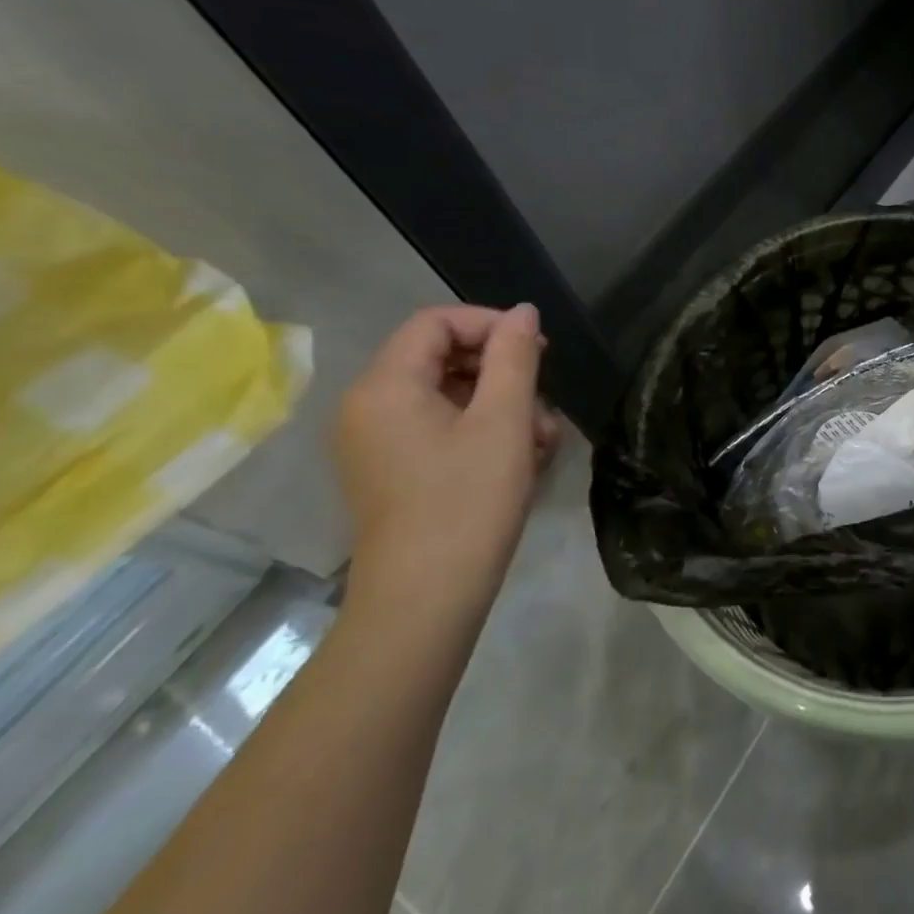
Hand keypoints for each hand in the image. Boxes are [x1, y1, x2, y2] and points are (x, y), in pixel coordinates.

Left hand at [333, 304, 558, 631]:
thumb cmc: (468, 502)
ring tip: (541, 442)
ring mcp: (377, 442)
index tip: (540, 351)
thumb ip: (515, 357)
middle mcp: (369, 407)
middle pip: (443, 358)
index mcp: (385, 386)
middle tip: (545, 403)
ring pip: (449, 396)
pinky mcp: (392, 471)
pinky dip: (482, 433)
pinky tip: (520, 460)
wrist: (426, 600)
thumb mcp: (504, 421)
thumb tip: (524, 313)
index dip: (492, 325)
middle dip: (503, 373)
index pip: (436, 323)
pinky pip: (440, 429)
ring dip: (502, 407)